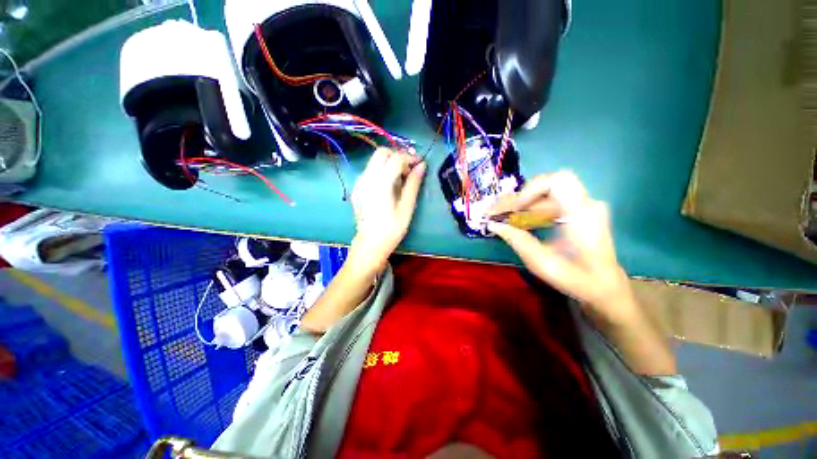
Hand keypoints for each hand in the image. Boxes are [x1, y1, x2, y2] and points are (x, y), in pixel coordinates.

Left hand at [350, 148, 425, 270]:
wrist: (370, 244)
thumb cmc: (391, 229)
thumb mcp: (407, 207)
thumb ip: (413, 184)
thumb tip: (422, 165)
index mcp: (380, 183)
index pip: (396, 158)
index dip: (410, 157)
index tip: (420, 164)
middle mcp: (366, 178)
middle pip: (382, 153)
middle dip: (398, 155)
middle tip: (409, 169)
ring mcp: (359, 183)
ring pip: (374, 161)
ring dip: (389, 162)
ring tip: (401, 178)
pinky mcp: (357, 188)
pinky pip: (370, 171)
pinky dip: (381, 170)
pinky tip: (388, 186)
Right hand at [487, 171, 637, 325]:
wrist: (604, 287)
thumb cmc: (576, 278)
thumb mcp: (542, 263)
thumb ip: (517, 240)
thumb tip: (493, 224)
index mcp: (582, 215)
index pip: (557, 181)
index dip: (530, 190)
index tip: (514, 209)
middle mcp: (586, 204)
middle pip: (547, 186)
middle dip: (520, 198)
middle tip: (498, 213)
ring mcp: (584, 206)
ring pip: (547, 193)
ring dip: (524, 204)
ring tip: (505, 217)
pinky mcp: (579, 211)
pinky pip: (552, 201)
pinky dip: (532, 208)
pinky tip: (521, 221)